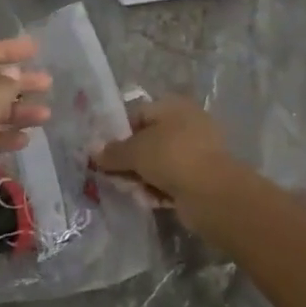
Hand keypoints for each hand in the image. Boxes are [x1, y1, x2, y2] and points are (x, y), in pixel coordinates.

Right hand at [93, 97, 236, 229]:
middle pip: (148, 140)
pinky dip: (159, 189)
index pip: (138, 114)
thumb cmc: (171, 157)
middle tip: (112, 175)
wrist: (212, 193)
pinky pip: (172, 180)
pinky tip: (148, 200)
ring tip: (130, 190)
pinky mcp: (201, 177)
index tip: (104, 153)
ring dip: (142, 177)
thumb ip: (112, 151)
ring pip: (159, 162)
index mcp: (173, 106)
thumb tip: (93, 151)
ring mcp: (196, 151)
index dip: (119, 132)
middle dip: (130, 159)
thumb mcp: (135, 151)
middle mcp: (186, 123)